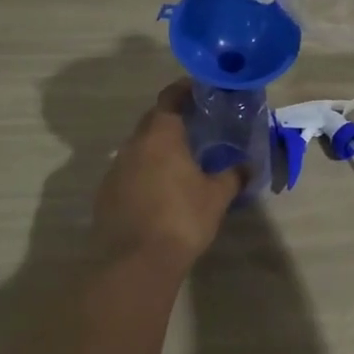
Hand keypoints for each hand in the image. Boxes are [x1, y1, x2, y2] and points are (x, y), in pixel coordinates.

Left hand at [92, 80, 245, 269]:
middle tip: (196, 125)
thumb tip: (248, 166)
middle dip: (172, 119)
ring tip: (180, 160)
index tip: (199, 90)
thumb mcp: (217, 197)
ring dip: (157, 148)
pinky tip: (159, 190)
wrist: (134, 263)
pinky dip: (144, 172)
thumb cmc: (181, 219)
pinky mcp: (105, 195)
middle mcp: (133, 145)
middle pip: (152, 121)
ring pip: (138, 148)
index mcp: (160, 135)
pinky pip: (128, 172)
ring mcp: (115, 170)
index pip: (169, 98)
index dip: (184, 90)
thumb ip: (233, 176)